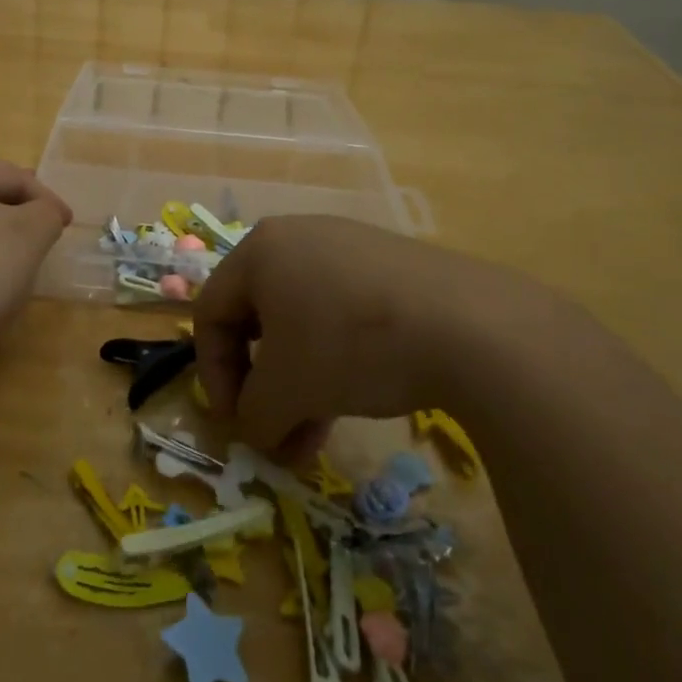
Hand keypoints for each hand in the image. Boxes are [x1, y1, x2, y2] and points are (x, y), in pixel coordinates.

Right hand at [192, 216, 558, 456]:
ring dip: (299, 387)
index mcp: (260, 251)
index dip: (213, 375)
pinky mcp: (390, 268)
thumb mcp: (287, 390)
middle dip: (263, 389)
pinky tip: (354, 404)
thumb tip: (255, 431)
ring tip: (314, 443)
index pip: (211, 313)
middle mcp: (298, 239)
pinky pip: (343, 315)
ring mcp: (349, 248)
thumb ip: (253, 415)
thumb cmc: (351, 345)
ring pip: (303, 324)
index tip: (234, 424)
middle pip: (258, 320)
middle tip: (274, 436)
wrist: (470, 326)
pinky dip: (336, 363)